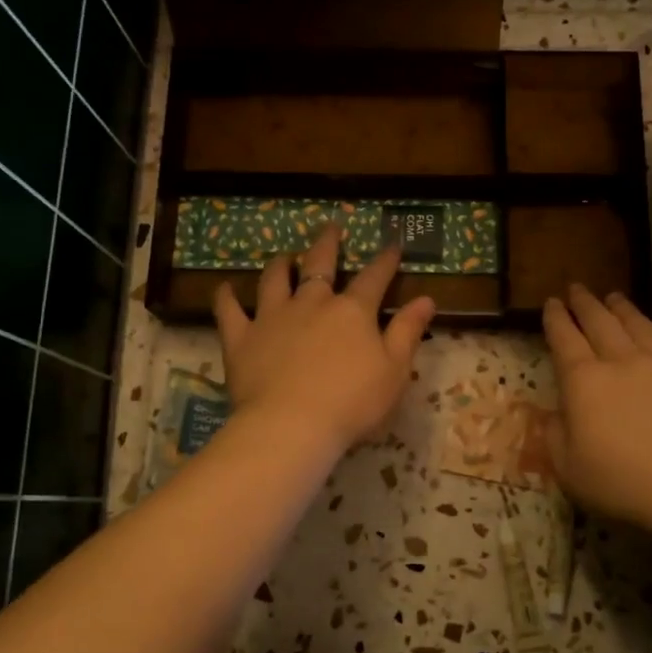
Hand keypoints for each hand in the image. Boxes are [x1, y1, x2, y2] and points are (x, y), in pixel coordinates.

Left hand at [215, 222, 437, 457]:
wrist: (292, 426)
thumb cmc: (352, 403)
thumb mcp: (394, 370)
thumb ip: (408, 332)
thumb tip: (426, 299)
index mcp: (352, 311)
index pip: (374, 278)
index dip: (385, 261)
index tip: (393, 245)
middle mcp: (311, 304)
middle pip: (319, 264)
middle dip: (327, 244)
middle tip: (330, 227)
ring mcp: (272, 317)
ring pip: (274, 280)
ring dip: (280, 265)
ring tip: (283, 256)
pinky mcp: (241, 338)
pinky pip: (229, 311)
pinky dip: (227, 298)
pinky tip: (225, 288)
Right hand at [542, 285, 651, 536]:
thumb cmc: (625, 482)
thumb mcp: (570, 470)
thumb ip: (556, 438)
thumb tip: (554, 416)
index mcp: (584, 381)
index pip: (564, 340)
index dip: (556, 320)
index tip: (551, 303)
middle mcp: (622, 362)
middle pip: (600, 322)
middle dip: (585, 304)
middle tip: (577, 289)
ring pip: (638, 325)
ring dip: (622, 308)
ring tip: (614, 297)